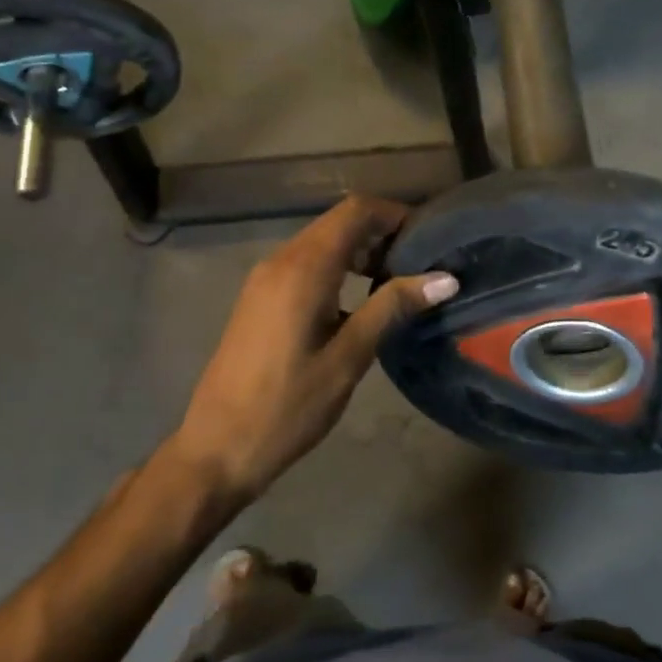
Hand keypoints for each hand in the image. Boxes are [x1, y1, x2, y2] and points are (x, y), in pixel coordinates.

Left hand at [172, 196, 457, 498]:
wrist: (216, 450)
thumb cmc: (288, 406)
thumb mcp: (349, 357)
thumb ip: (392, 308)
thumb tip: (446, 279)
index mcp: (304, 269)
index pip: (356, 212)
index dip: (395, 214)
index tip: (429, 239)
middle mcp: (281, 261)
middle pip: (339, 222)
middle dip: (382, 232)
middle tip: (421, 264)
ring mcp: (265, 279)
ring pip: (322, 242)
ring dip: (360, 251)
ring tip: (396, 283)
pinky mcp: (259, 298)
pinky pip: (305, 264)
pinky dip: (338, 268)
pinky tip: (358, 302)